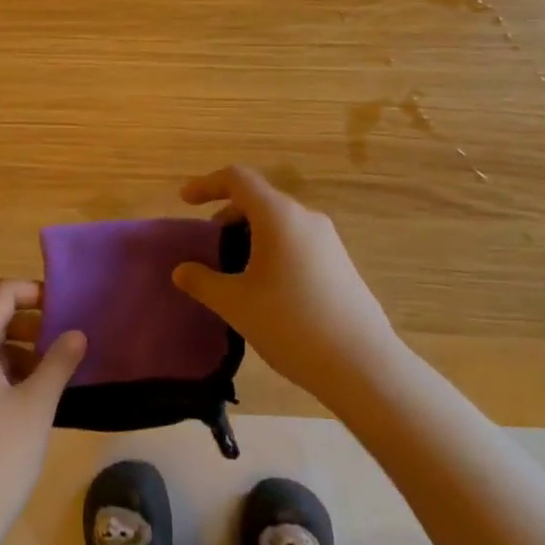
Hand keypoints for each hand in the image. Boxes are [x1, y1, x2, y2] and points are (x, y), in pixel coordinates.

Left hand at [0, 278, 84, 544]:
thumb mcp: (37, 406)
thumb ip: (59, 363)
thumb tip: (76, 334)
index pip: (0, 295)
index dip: (33, 292)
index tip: (66, 308)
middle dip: (31, 323)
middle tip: (67, 341)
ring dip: (22, 350)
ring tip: (56, 372)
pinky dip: (8, 372)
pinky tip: (34, 399)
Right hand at [171, 164, 398, 398]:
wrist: (362, 365)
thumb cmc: (290, 324)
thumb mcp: (236, 304)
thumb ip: (202, 282)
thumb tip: (181, 271)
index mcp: (278, 216)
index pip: (237, 179)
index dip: (207, 184)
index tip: (185, 201)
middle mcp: (306, 218)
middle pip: (259, 199)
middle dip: (228, 215)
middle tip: (208, 244)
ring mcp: (328, 241)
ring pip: (279, 223)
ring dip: (250, 235)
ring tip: (234, 271)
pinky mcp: (340, 264)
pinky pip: (297, 242)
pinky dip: (272, 249)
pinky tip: (266, 289)